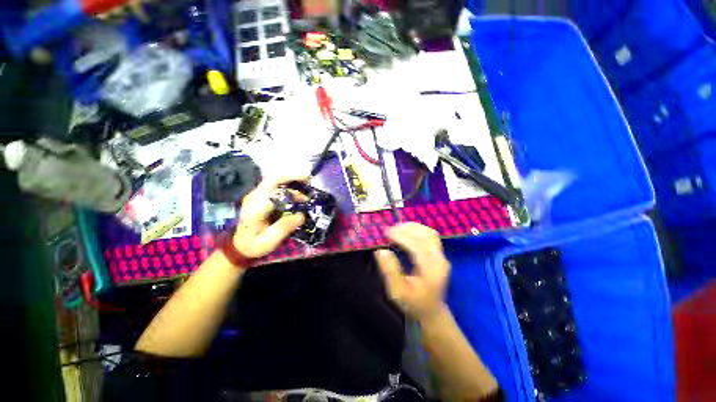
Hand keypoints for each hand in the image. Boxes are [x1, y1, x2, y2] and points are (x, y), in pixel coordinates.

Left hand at [233, 175, 306, 258]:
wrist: (238, 246)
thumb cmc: (254, 245)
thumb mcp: (269, 241)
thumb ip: (284, 227)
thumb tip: (302, 215)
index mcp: (255, 209)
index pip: (275, 193)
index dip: (292, 192)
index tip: (307, 198)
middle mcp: (253, 198)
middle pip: (273, 180)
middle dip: (292, 177)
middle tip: (308, 180)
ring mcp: (255, 195)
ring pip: (273, 181)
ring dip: (290, 181)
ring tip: (305, 185)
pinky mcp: (258, 197)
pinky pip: (274, 186)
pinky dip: (286, 185)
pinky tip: (296, 190)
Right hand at [374, 223, 450, 321]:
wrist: (431, 312)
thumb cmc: (413, 303)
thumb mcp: (397, 292)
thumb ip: (390, 271)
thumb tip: (381, 251)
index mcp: (431, 271)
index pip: (418, 246)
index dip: (401, 237)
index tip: (386, 234)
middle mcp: (440, 260)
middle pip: (425, 236)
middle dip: (405, 229)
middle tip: (388, 230)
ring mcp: (441, 256)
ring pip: (429, 233)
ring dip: (412, 227)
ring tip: (395, 229)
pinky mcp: (439, 254)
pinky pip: (430, 235)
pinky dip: (417, 230)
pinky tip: (406, 232)